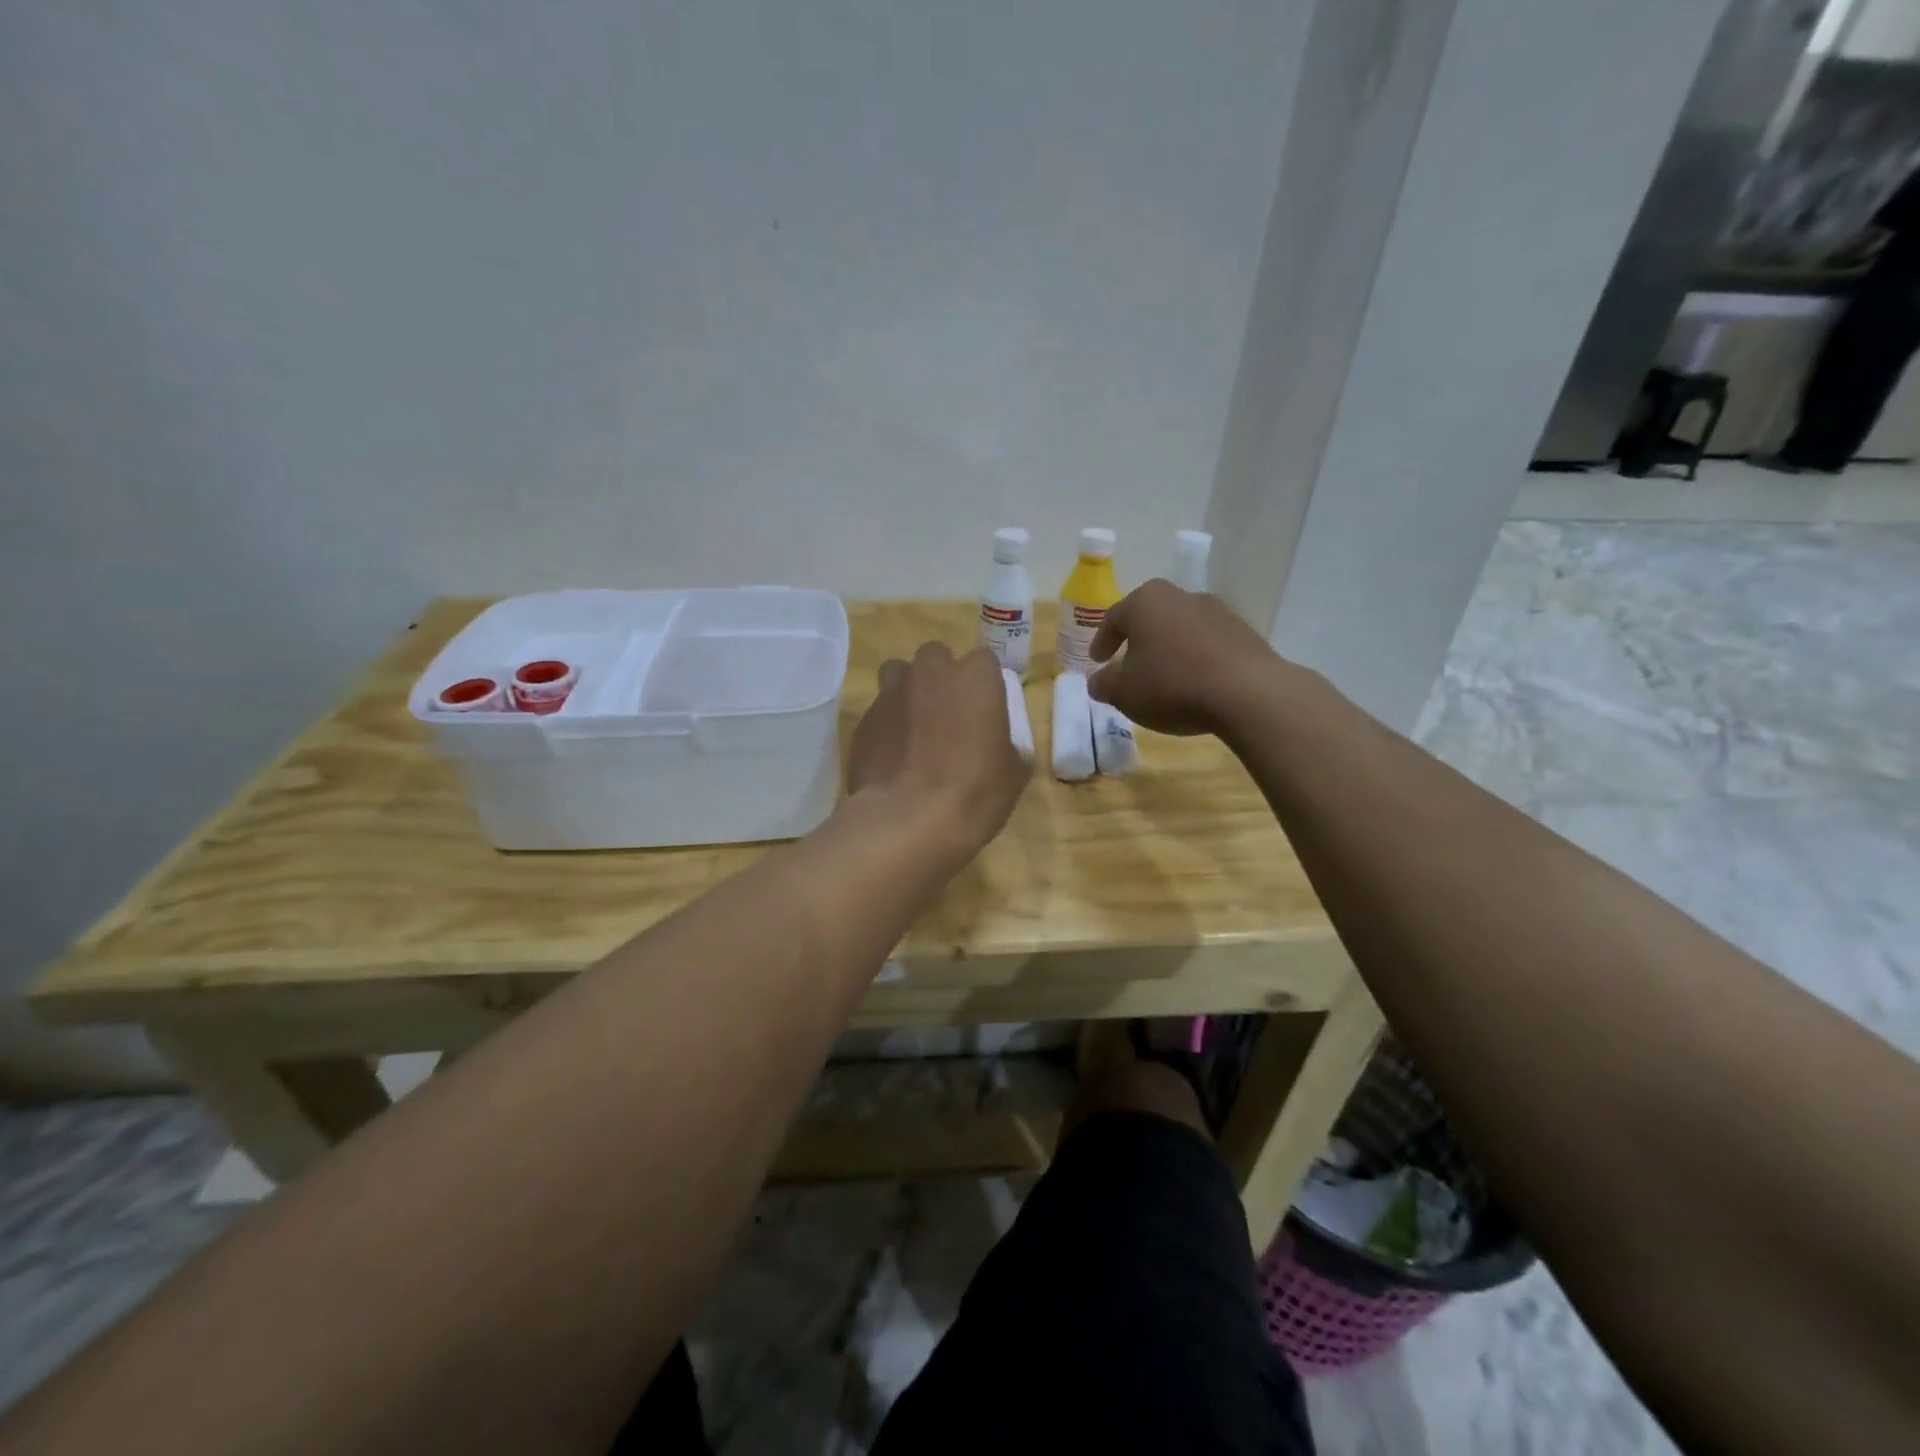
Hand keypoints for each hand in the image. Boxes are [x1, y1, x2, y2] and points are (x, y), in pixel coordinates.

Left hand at [847, 642, 1030, 858]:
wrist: (907, 821)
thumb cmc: (973, 792)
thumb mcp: (1013, 775)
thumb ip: (1009, 748)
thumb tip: (1004, 750)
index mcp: (975, 677)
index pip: (984, 662)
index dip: (984, 687)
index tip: (985, 713)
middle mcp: (930, 672)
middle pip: (935, 658)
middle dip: (940, 679)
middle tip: (948, 716)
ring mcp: (890, 694)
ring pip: (897, 676)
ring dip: (907, 693)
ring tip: (914, 730)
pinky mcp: (862, 722)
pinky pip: (878, 714)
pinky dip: (886, 728)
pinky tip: (892, 760)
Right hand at [1086, 579, 1280, 736]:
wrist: (1247, 693)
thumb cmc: (1172, 686)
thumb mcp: (1125, 694)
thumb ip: (1104, 685)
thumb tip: (1097, 681)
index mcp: (1145, 602)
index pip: (1114, 618)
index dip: (1102, 642)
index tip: (1097, 661)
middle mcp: (1181, 596)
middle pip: (1150, 618)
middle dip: (1137, 641)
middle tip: (1129, 664)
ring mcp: (1217, 611)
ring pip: (1181, 629)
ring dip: (1169, 649)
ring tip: (1165, 677)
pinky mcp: (1244, 631)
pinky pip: (1208, 644)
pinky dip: (1196, 659)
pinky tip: (1195, 683)